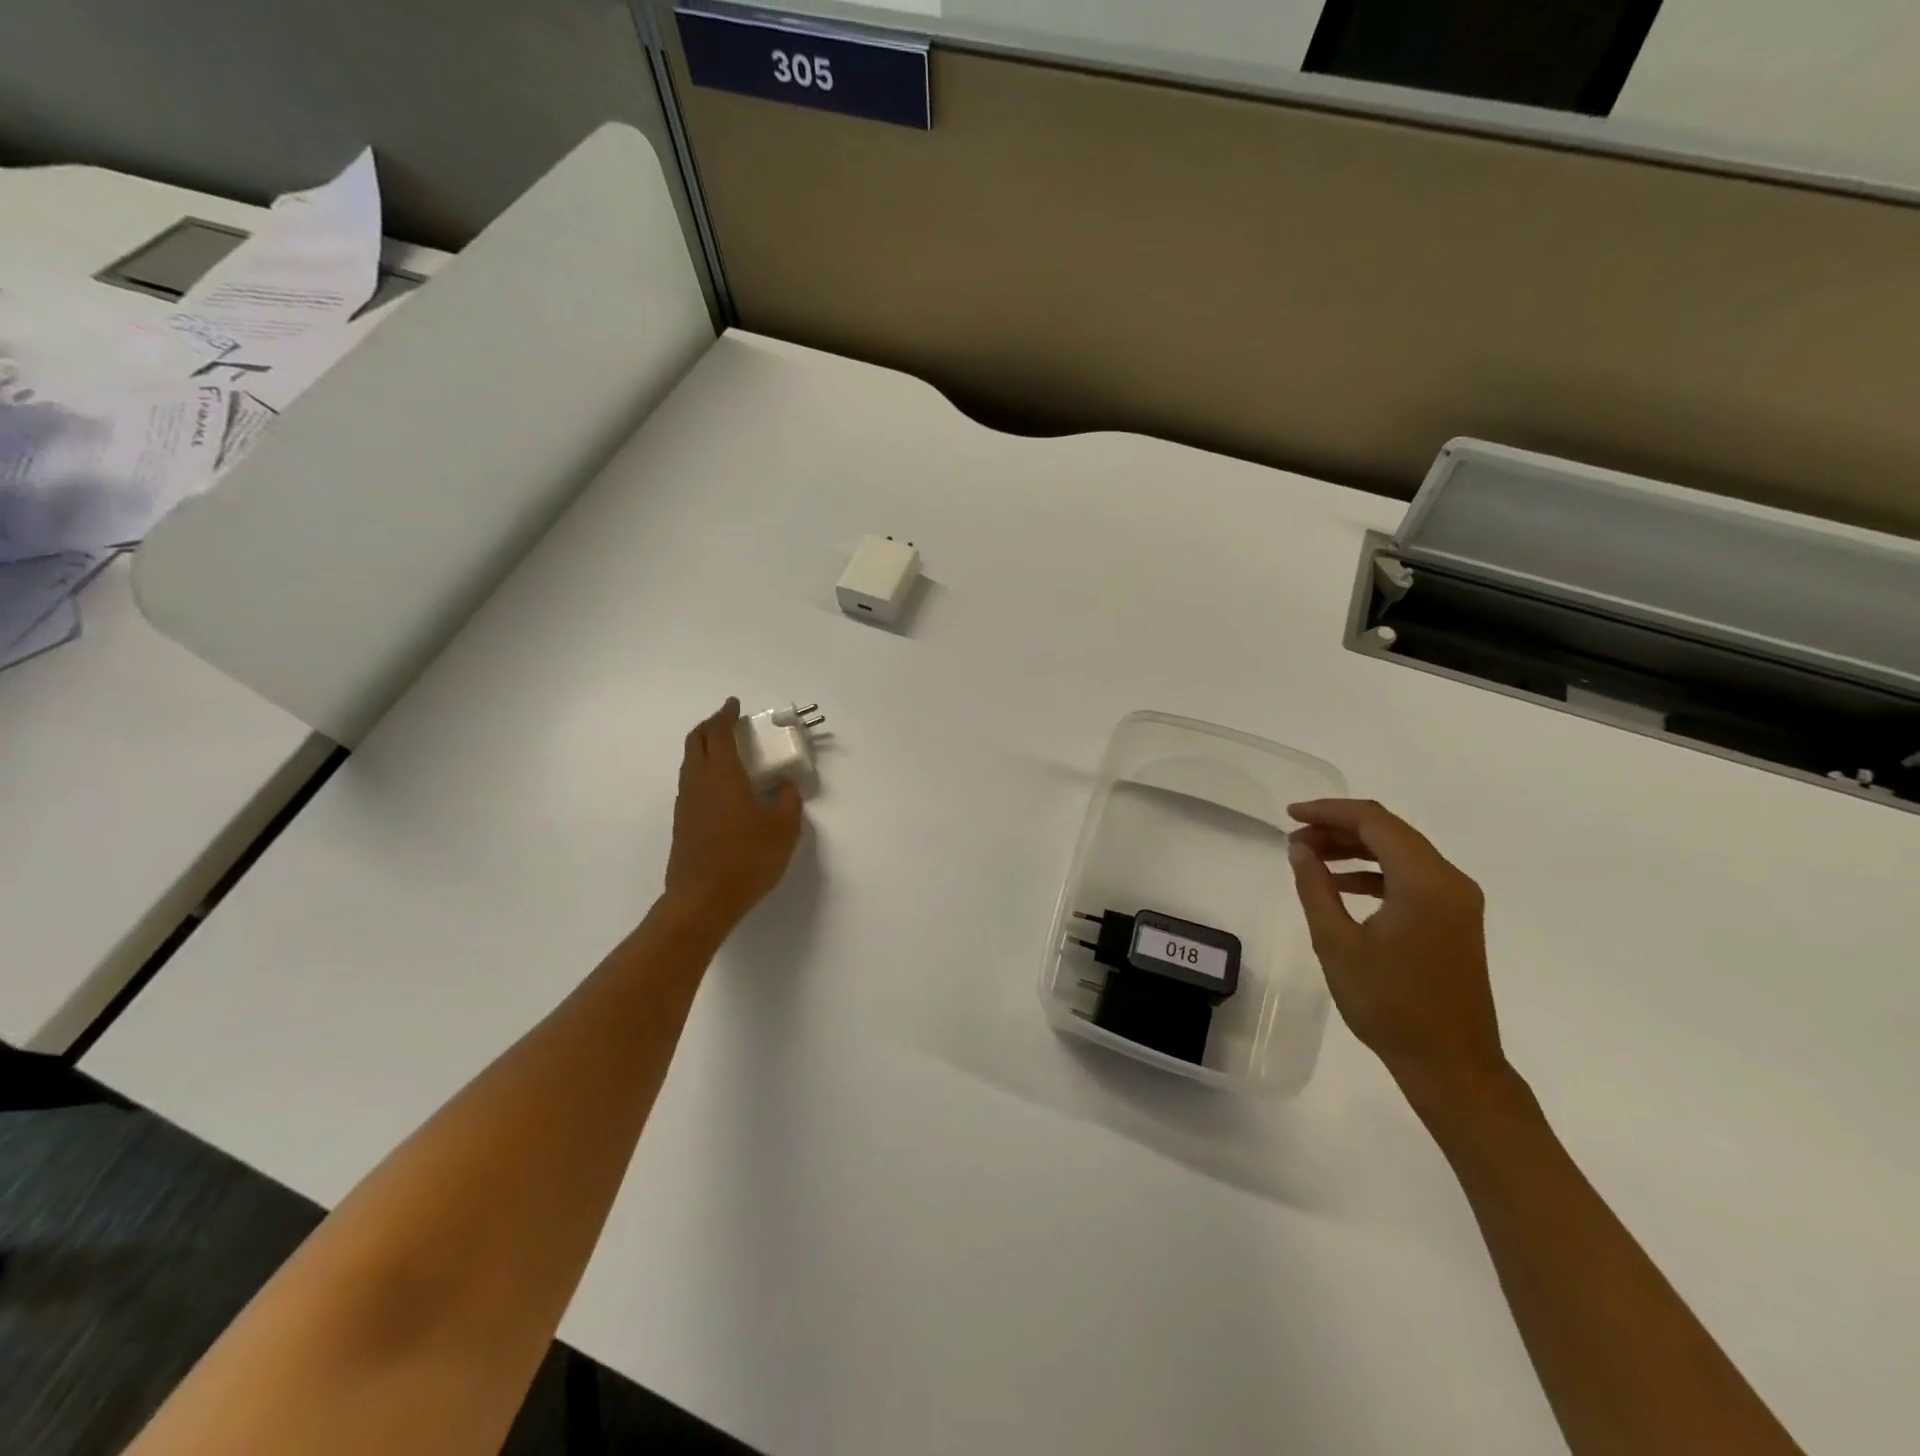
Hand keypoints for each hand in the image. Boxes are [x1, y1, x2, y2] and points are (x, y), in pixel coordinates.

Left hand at [663, 699, 802, 931]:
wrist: (702, 900)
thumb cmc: (747, 859)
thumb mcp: (784, 829)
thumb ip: (788, 801)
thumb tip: (785, 785)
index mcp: (723, 776)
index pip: (720, 733)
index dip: (726, 715)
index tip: (734, 704)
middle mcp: (699, 782)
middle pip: (697, 741)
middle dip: (711, 725)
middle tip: (728, 721)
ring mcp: (686, 803)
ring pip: (690, 761)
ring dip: (705, 747)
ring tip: (726, 750)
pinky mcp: (682, 822)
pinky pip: (691, 781)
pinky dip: (703, 769)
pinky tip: (722, 785)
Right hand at [1286, 799, 1508, 1115]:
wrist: (1450, 1064)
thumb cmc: (1389, 1004)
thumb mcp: (1337, 943)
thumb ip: (1315, 888)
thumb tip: (1300, 849)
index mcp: (1425, 881)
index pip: (1374, 821)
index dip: (1328, 811)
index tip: (1290, 815)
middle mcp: (1450, 881)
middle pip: (1390, 832)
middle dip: (1339, 828)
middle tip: (1295, 839)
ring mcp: (1457, 901)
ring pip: (1401, 853)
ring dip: (1355, 849)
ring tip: (1310, 858)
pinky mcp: (1455, 920)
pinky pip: (1411, 878)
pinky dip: (1374, 872)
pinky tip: (1341, 885)